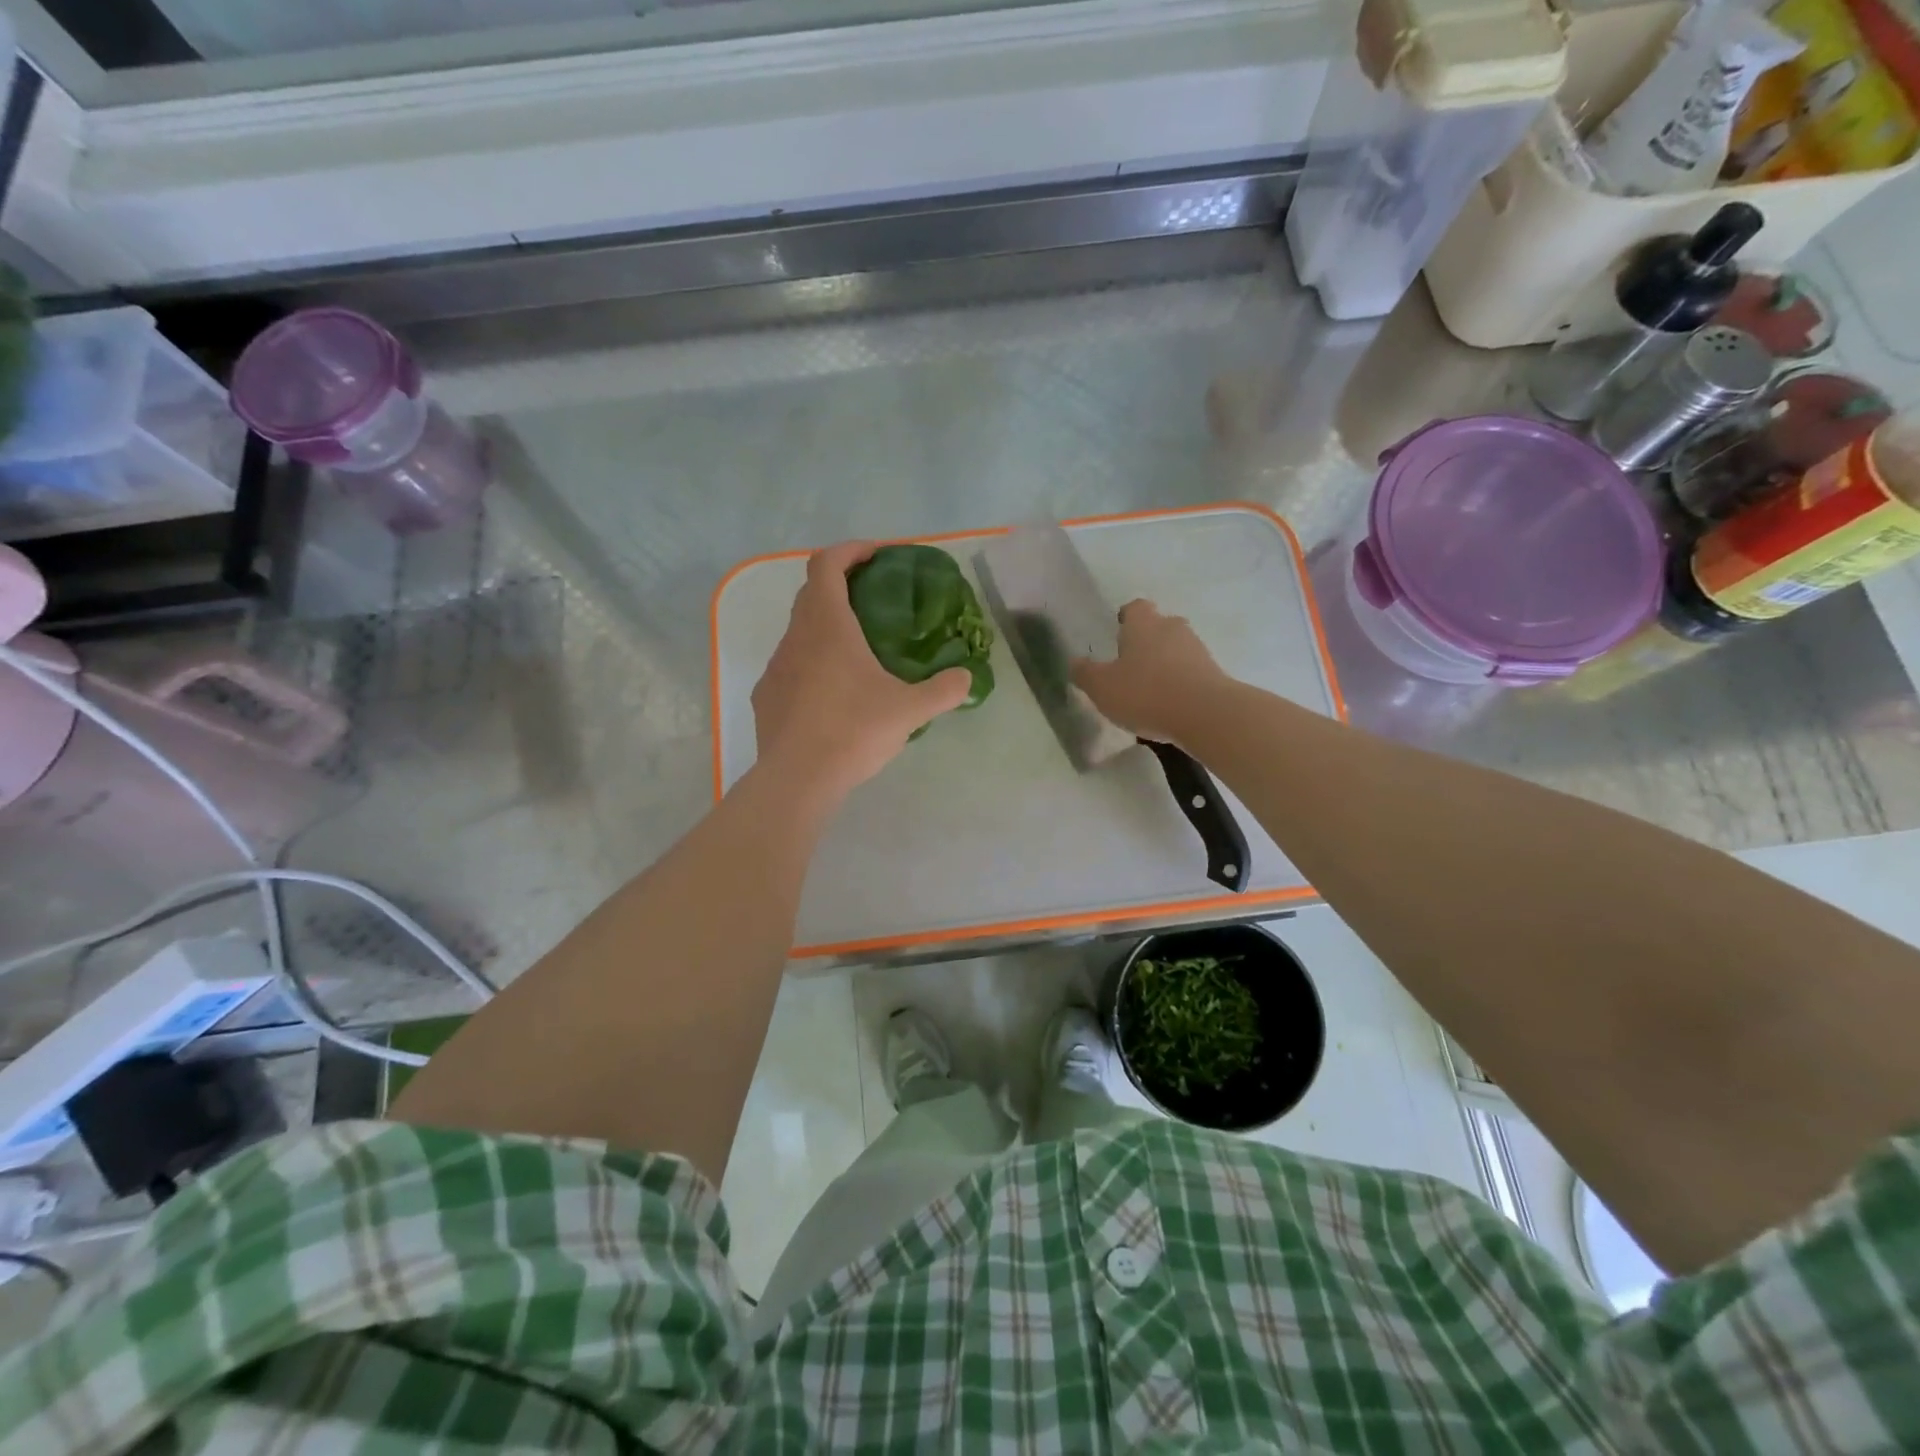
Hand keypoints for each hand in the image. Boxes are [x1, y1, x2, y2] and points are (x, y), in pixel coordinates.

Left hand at [752, 541, 971, 797]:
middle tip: (874, 601)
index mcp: (828, 626)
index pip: (827, 564)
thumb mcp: (909, 711)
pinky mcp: (766, 696)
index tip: (876, 556)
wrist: (797, 779)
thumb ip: (943, 690)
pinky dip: (811, 664)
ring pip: (800, 631)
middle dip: (841, 586)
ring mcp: (776, 666)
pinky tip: (832, 694)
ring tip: (857, 653)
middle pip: (811, 593)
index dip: (850, 550)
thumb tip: (966, 679)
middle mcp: (796, 637)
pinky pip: (791, 666)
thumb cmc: (853, 731)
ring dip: (825, 628)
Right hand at [1071, 599, 1230, 746]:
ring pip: (1175, 650)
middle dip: (1145, 642)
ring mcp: (1197, 649)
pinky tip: (1169, 706)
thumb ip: (1085, 673)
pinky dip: (1179, 683)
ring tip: (1149, 691)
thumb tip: (1074, 662)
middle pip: (1158, 627)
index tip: (1117, 634)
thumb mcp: (1102, 687)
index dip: (1126, 619)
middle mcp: (1172, 628)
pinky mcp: (1214, 673)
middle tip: (1129, 666)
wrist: (1206, 714)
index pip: (1135, 608)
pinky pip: (1190, 672)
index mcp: (1144, 624)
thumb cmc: (1146, 693)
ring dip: (1164, 664)